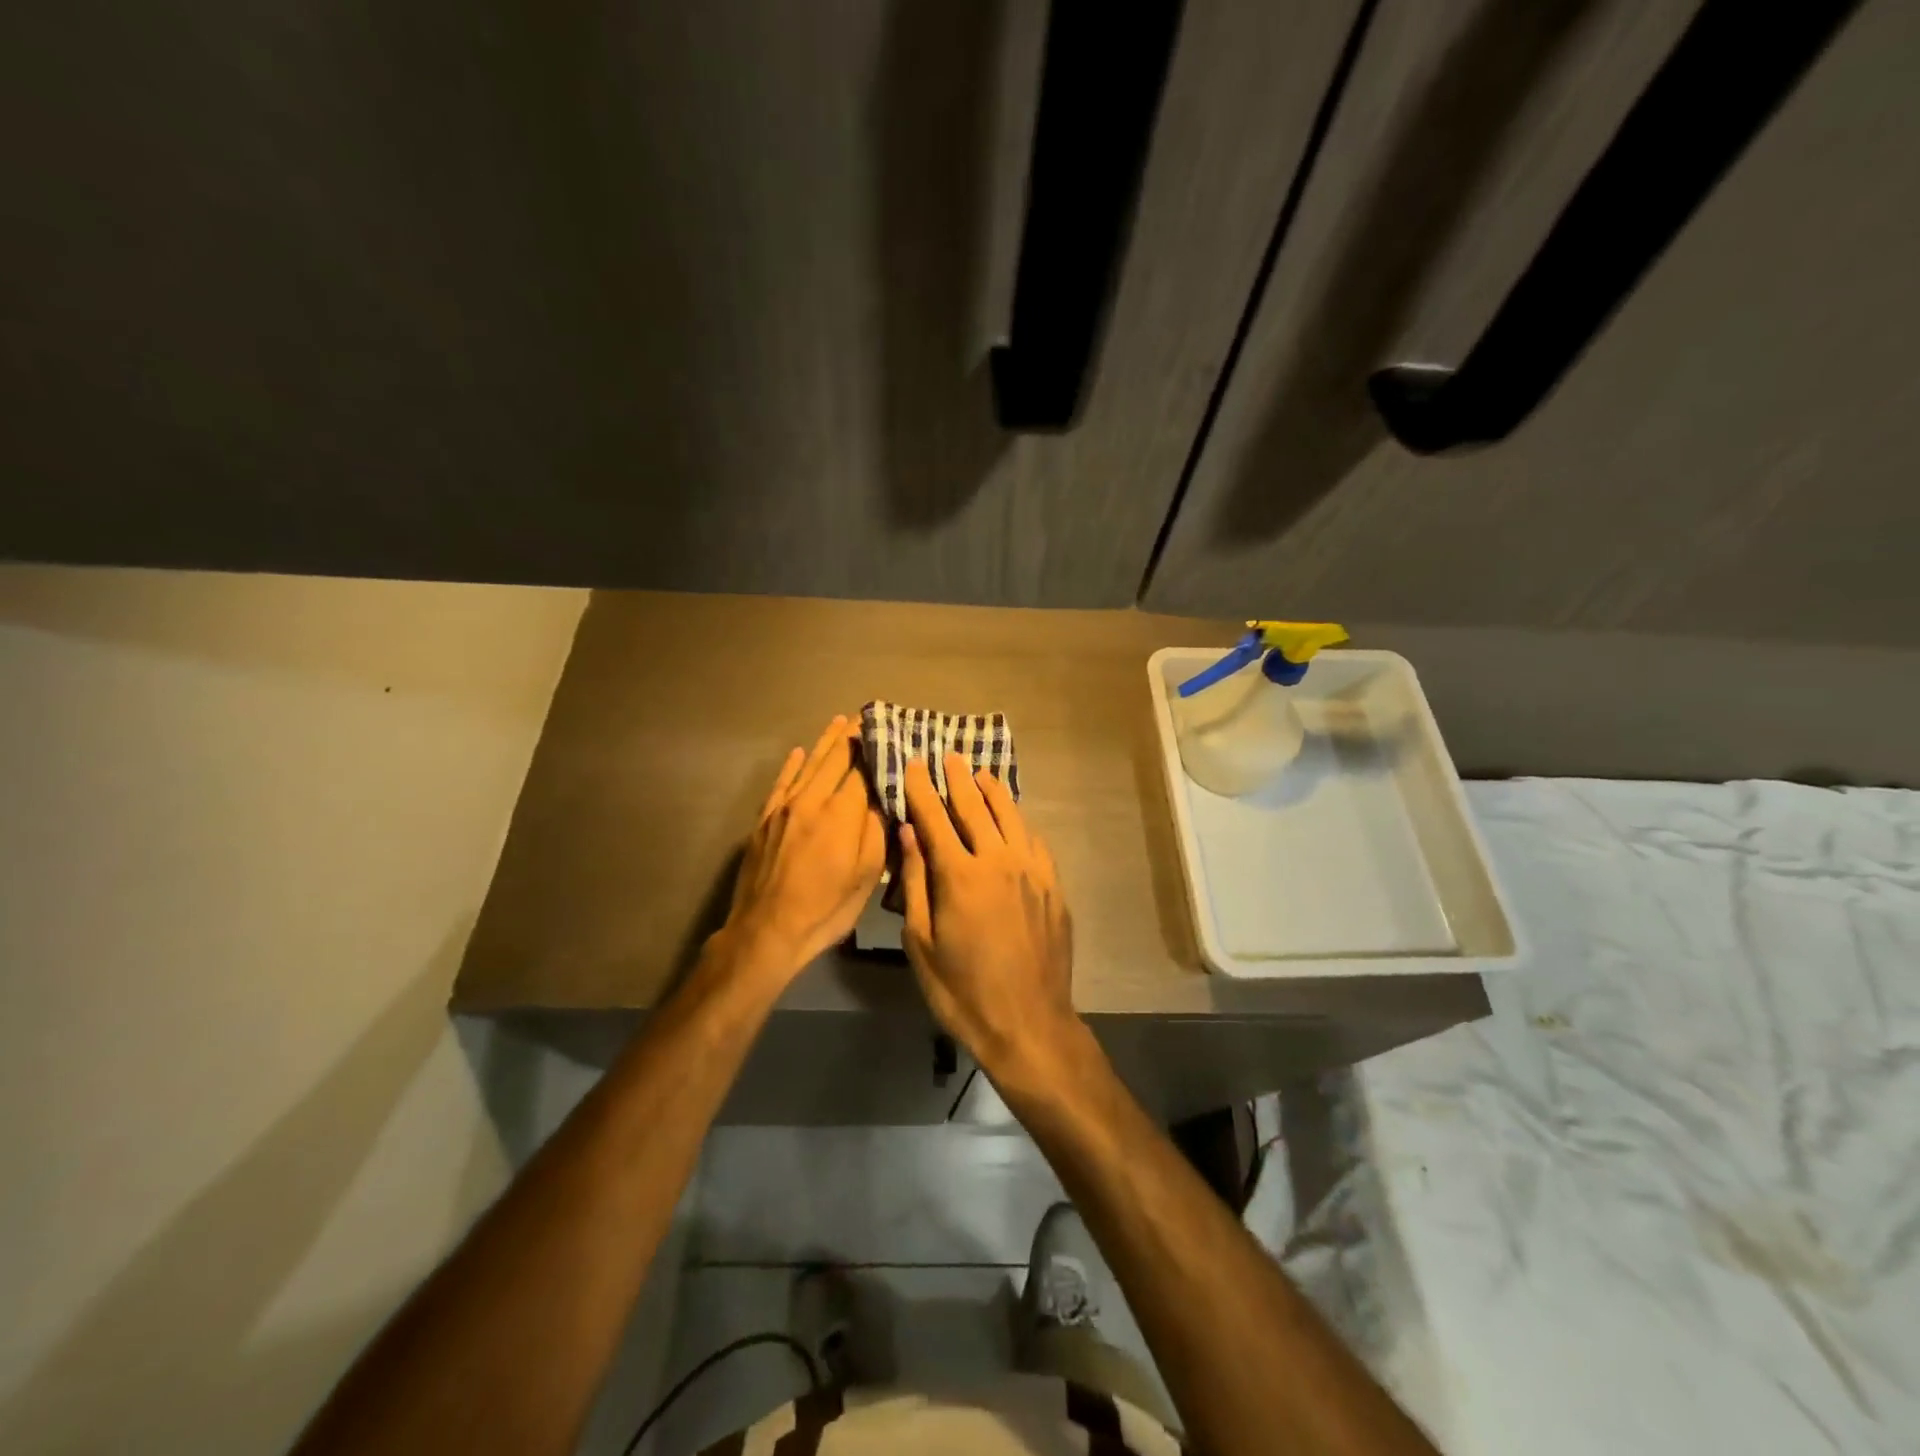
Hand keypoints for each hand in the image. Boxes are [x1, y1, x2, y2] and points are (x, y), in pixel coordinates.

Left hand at [715, 715, 884, 986]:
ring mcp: (784, 807)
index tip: (888, 729)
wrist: (766, 932)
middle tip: (865, 716)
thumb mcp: (866, 876)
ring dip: (825, 742)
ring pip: (808, 764)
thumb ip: (877, 830)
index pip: (863, 769)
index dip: (876, 748)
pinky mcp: (765, 819)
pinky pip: (781, 783)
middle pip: (835, 759)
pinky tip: (799, 752)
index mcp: (842, 813)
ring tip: (838, 721)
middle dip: (852, 736)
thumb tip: (885, 795)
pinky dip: (792, 765)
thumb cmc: (826, 909)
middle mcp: (812, 799)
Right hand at [897, 754, 1082, 1081]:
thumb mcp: (921, 942)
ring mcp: (1032, 872)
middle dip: (958, 779)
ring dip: (993, 792)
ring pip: (1011, 817)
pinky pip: (1034, 841)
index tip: (914, 763)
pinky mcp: (1053, 886)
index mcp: (960, 875)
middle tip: (948, 755)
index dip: (922, 789)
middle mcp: (999, 861)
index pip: (935, 818)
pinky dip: (1019, 823)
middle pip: (976, 808)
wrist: (1029, 1024)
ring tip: (981, 773)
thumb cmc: (962, 990)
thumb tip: (909, 833)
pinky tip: (1014, 819)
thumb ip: (915, 882)